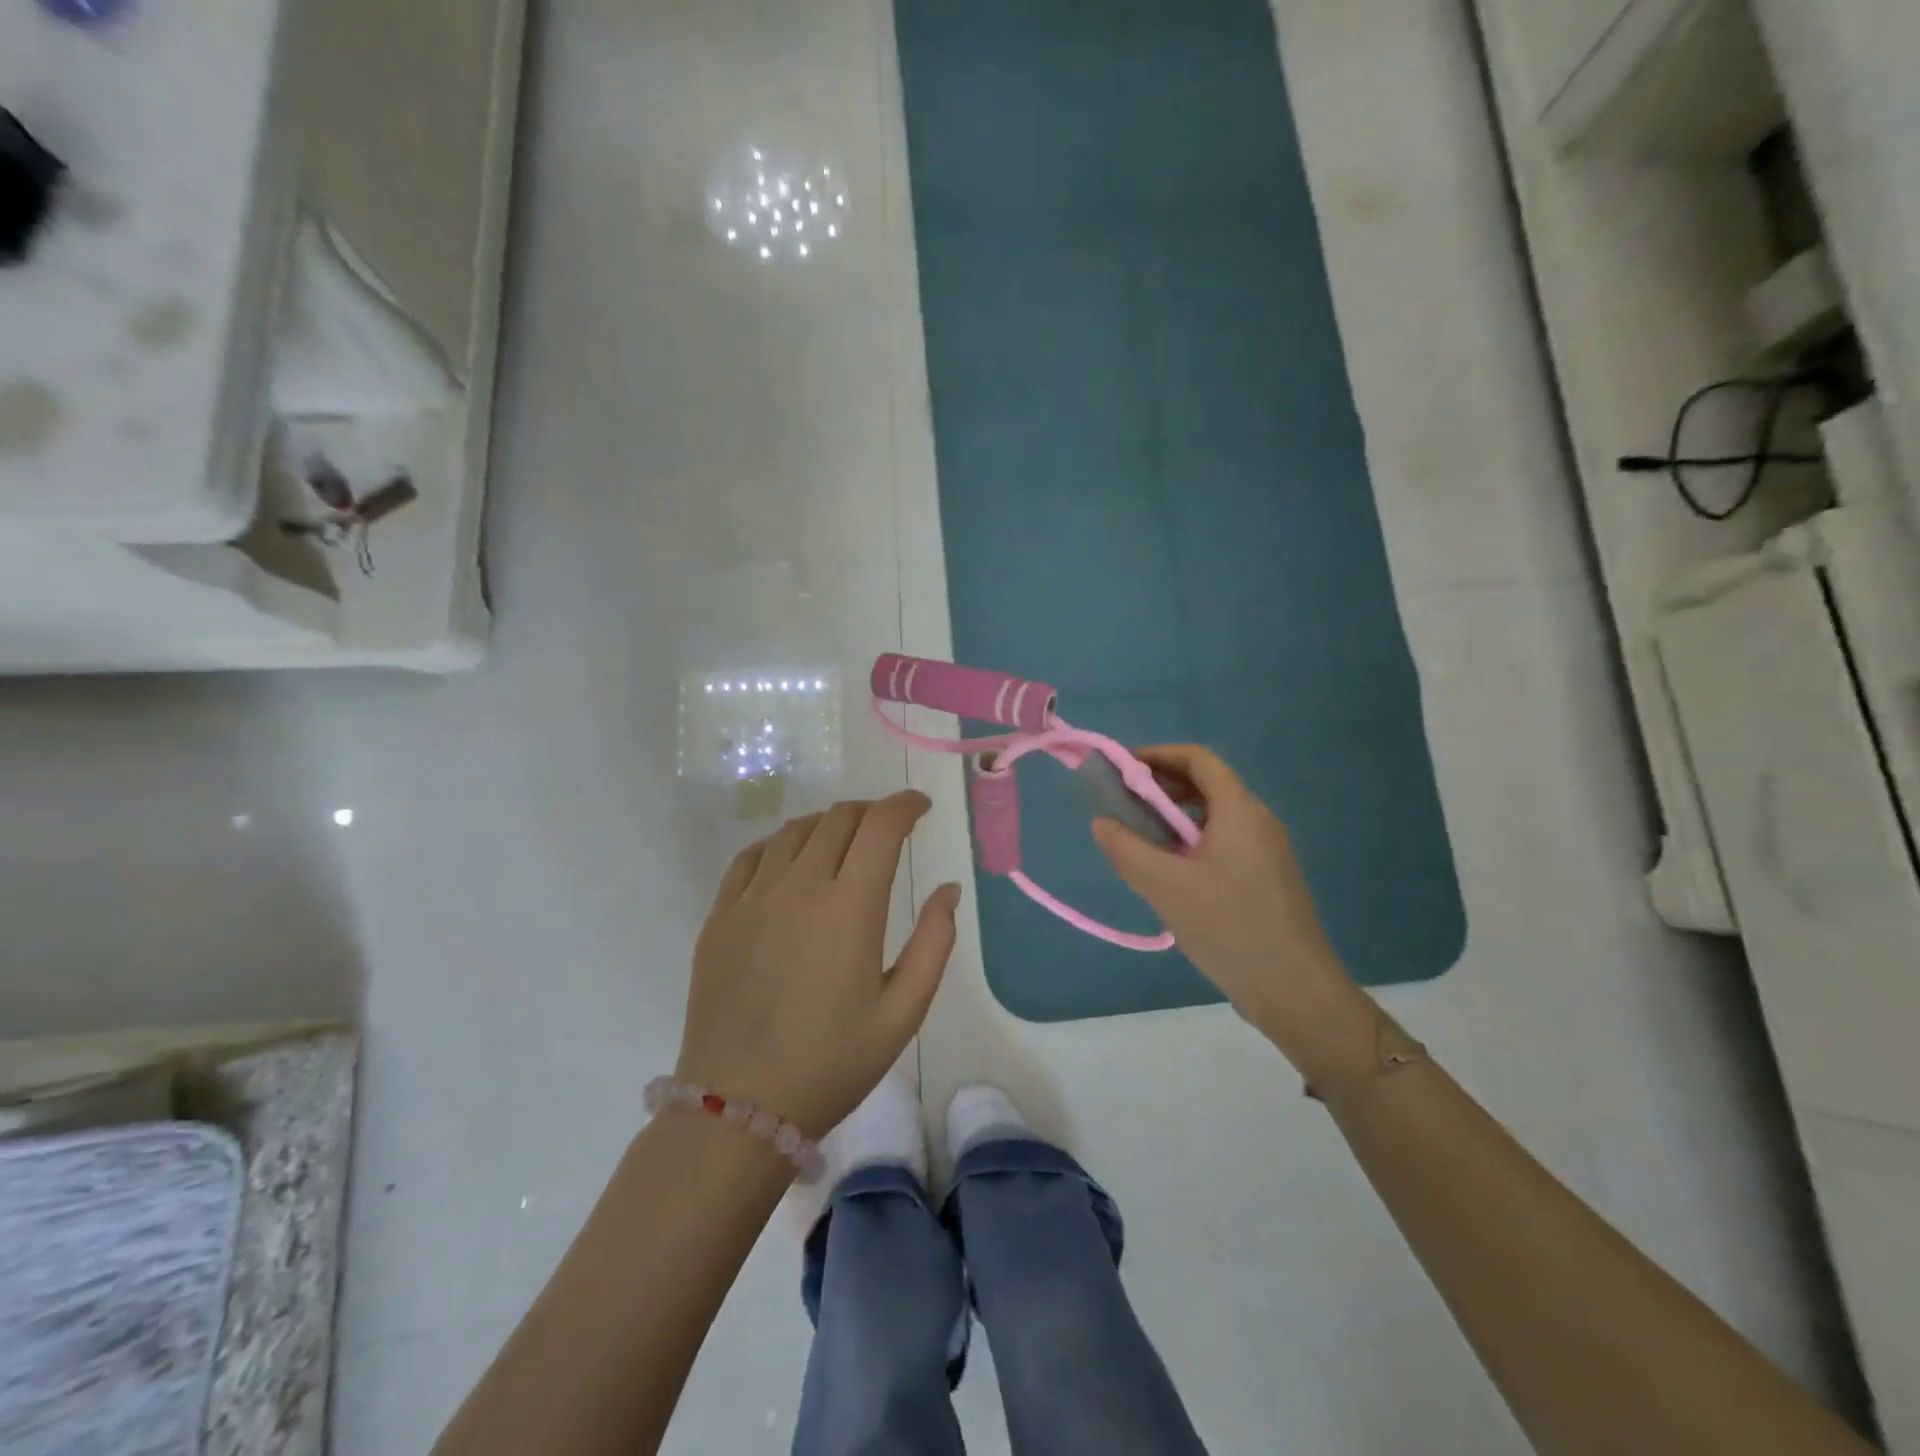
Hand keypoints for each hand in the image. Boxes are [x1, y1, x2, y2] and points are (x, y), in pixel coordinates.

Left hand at [678, 791, 959, 1139]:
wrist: (738, 1107)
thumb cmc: (832, 1064)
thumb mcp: (902, 1013)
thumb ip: (934, 943)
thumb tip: (948, 889)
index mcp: (848, 907)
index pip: (880, 826)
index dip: (904, 805)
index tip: (920, 809)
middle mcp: (798, 886)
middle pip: (838, 818)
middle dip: (871, 812)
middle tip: (889, 829)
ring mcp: (752, 898)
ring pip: (794, 830)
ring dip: (828, 824)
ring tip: (844, 843)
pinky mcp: (719, 916)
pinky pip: (751, 856)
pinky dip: (780, 845)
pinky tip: (790, 862)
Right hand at [1093, 746, 1364, 1055]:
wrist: (1294, 989)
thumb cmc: (1228, 927)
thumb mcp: (1164, 887)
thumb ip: (1126, 849)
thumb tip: (1102, 823)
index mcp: (1239, 810)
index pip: (1199, 759)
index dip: (1159, 755)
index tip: (1122, 768)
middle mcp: (1258, 820)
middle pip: (1208, 784)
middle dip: (1163, 786)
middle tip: (1124, 804)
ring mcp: (1267, 850)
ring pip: (1215, 816)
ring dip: (1175, 817)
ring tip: (1141, 839)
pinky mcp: (1267, 877)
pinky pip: (1225, 841)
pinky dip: (1192, 841)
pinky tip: (1171, 872)